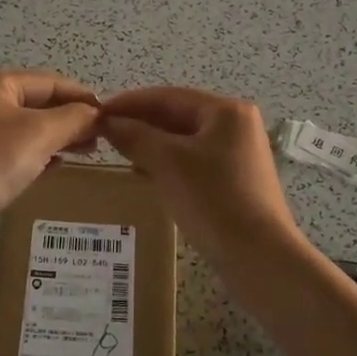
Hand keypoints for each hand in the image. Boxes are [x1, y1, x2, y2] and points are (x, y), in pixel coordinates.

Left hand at [0, 69, 100, 232]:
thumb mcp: (39, 134)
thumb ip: (73, 118)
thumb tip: (96, 113)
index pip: (51, 82)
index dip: (83, 97)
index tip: (111, 117)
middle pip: (39, 102)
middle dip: (71, 118)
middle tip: (101, 139)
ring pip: (28, 126)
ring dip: (57, 136)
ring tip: (85, 152)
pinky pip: (15, 147)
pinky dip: (38, 153)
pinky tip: (56, 166)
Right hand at [99, 87, 299, 258]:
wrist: (259, 258)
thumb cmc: (213, 200)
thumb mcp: (167, 163)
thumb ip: (135, 136)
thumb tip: (107, 121)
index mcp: (226, 111)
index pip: (168, 97)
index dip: (130, 102)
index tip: (97, 112)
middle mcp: (237, 125)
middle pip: (178, 116)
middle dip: (141, 124)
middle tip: (104, 133)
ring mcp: (239, 154)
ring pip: (185, 140)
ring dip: (152, 144)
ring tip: (120, 153)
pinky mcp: (237, 181)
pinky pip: (194, 162)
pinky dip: (169, 164)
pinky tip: (146, 175)